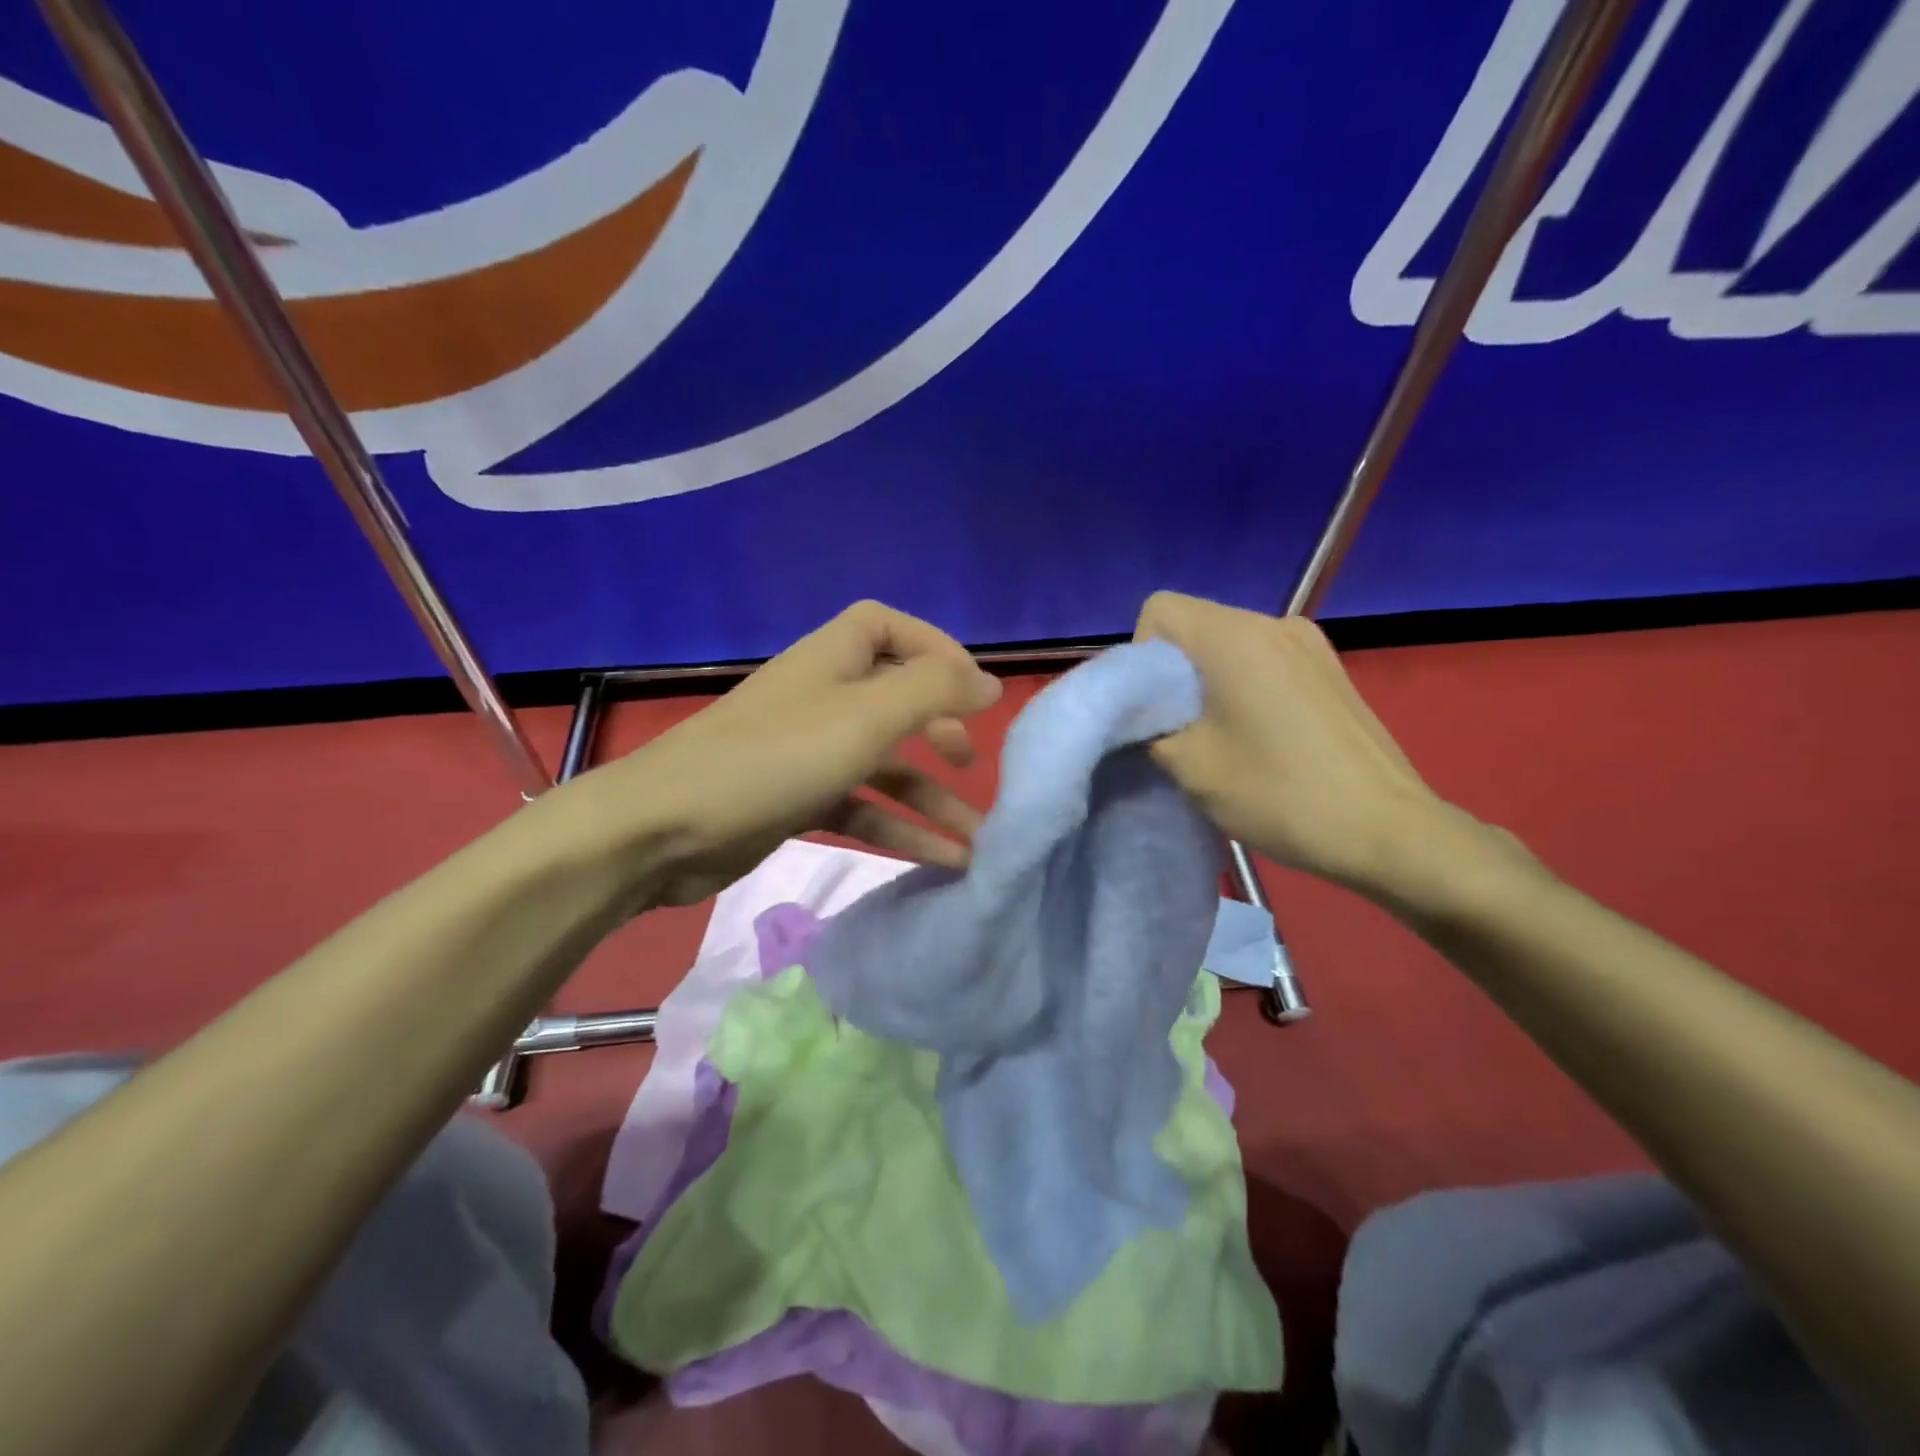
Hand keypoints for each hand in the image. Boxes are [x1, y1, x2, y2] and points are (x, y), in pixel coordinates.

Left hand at [573, 601, 1002, 906]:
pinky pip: (860, 806)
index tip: (972, 688)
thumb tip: (989, 683)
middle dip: (939, 729)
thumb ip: (933, 691)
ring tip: (977, 839)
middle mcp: (821, 697)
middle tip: (970, 763)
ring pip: (882, 764)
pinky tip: (938, 860)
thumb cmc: (774, 759)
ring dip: (929, 797)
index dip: (935, 647)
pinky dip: (898, 828)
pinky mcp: (795, 800)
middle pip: (894, 698)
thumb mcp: (866, 717)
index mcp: (833, 658)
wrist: (664, 830)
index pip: (888, 627)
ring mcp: (807, 751)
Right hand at [1134, 591, 1483, 897]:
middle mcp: (1273, 623)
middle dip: (1172, 673)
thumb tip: (1136, 718)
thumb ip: (1146, 730)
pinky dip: (1243, 687)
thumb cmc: (1279, 793)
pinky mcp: (1329, 669)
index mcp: (1235, 636)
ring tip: (1221, 738)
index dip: (1141, 654)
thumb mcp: (1190, 767)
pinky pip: (1263, 660)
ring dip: (1208, 683)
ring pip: (1228, 645)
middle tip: (1179, 731)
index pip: (1159, 609)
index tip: (1154, 707)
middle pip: (1195, 626)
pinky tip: (1259, 737)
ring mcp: (1309, 643)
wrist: (1388, 830)